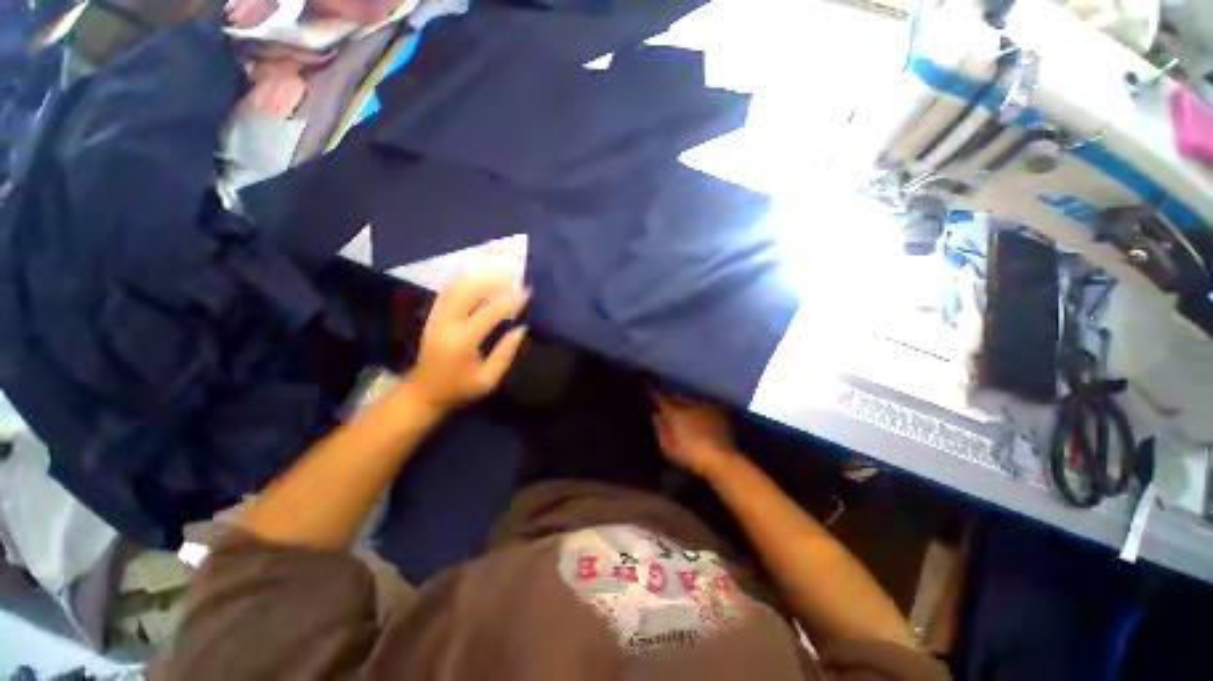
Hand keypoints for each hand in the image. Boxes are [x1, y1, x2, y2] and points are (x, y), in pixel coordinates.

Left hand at [407, 271, 528, 412]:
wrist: (423, 393)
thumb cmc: (459, 389)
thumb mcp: (488, 379)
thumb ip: (506, 353)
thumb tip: (521, 328)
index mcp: (463, 340)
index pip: (491, 312)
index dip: (511, 300)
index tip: (527, 292)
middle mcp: (447, 323)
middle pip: (470, 291)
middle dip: (493, 280)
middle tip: (514, 274)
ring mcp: (436, 317)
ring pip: (457, 287)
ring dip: (479, 276)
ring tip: (498, 270)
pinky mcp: (432, 316)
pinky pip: (446, 291)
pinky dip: (462, 280)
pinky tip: (475, 274)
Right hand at [653, 395, 737, 478]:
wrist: (721, 459)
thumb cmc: (690, 456)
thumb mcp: (668, 448)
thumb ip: (660, 429)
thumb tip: (656, 415)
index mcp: (675, 413)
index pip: (662, 400)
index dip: (655, 395)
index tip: (651, 392)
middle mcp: (689, 405)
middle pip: (678, 398)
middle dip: (672, 399)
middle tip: (667, 402)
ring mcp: (705, 407)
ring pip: (691, 401)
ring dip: (686, 403)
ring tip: (683, 408)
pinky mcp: (719, 412)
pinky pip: (705, 406)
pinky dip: (699, 408)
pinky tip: (700, 415)